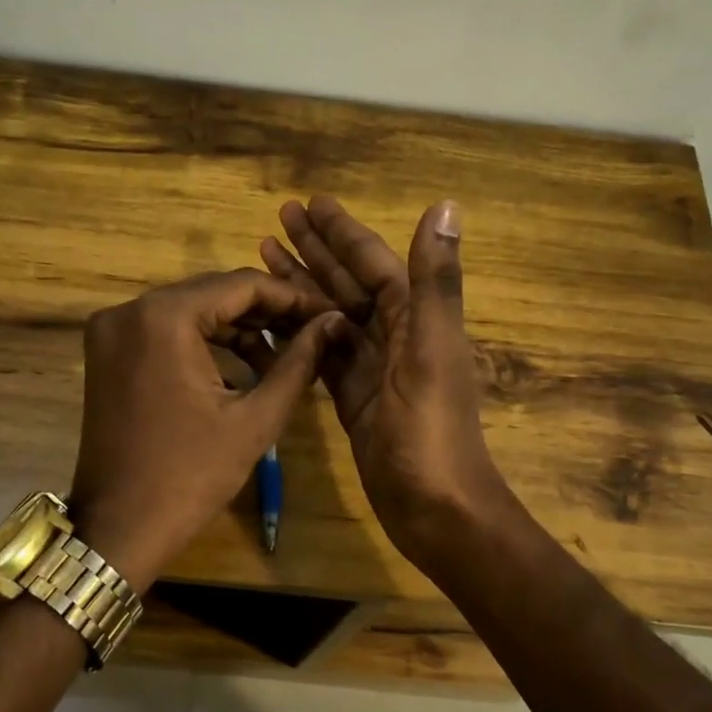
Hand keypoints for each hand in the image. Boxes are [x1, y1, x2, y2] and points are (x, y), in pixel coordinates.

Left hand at [67, 269, 343, 592]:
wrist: (119, 528)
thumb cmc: (191, 476)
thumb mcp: (255, 419)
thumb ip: (298, 362)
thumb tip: (332, 323)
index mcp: (163, 317)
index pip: (241, 285)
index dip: (292, 297)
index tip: (329, 313)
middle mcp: (129, 309)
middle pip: (213, 293)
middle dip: (266, 312)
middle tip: (312, 332)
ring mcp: (111, 330)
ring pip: (190, 310)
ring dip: (237, 328)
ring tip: (285, 354)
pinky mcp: (107, 351)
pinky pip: (166, 330)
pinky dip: (204, 342)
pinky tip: (243, 365)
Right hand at [261, 196, 511, 568]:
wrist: (434, 508)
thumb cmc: (431, 430)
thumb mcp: (432, 350)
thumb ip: (435, 281)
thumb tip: (447, 205)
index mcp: (416, 318)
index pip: (373, 263)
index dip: (343, 232)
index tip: (310, 202)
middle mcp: (395, 336)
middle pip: (348, 283)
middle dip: (316, 250)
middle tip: (277, 219)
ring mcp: (372, 369)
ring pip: (330, 316)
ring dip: (302, 286)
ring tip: (264, 256)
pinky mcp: (352, 399)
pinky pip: (321, 355)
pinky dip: (298, 335)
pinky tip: (272, 321)